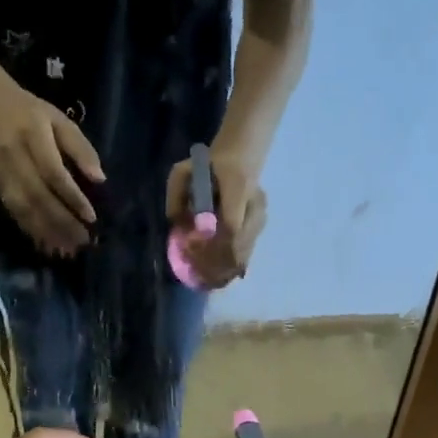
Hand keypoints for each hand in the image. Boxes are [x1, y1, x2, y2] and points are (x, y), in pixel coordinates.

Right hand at [0, 81, 103, 255]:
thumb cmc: (32, 113)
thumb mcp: (60, 120)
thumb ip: (80, 148)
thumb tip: (100, 179)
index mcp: (33, 136)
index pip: (53, 173)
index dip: (72, 197)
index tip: (90, 218)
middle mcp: (14, 156)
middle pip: (38, 195)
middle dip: (61, 222)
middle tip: (81, 241)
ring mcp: (1, 171)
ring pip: (23, 207)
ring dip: (45, 231)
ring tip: (66, 249)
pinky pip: (12, 210)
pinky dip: (29, 228)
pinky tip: (45, 242)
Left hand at [167, 148, 266, 287]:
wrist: (240, 157)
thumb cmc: (208, 165)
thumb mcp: (183, 172)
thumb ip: (176, 197)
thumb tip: (177, 227)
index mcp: (238, 185)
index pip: (231, 224)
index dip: (212, 242)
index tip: (192, 250)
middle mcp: (255, 203)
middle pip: (239, 243)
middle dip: (217, 261)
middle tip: (196, 272)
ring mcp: (261, 216)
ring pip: (245, 251)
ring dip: (224, 267)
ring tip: (205, 280)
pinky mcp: (261, 226)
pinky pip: (247, 251)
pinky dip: (232, 266)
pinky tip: (217, 277)